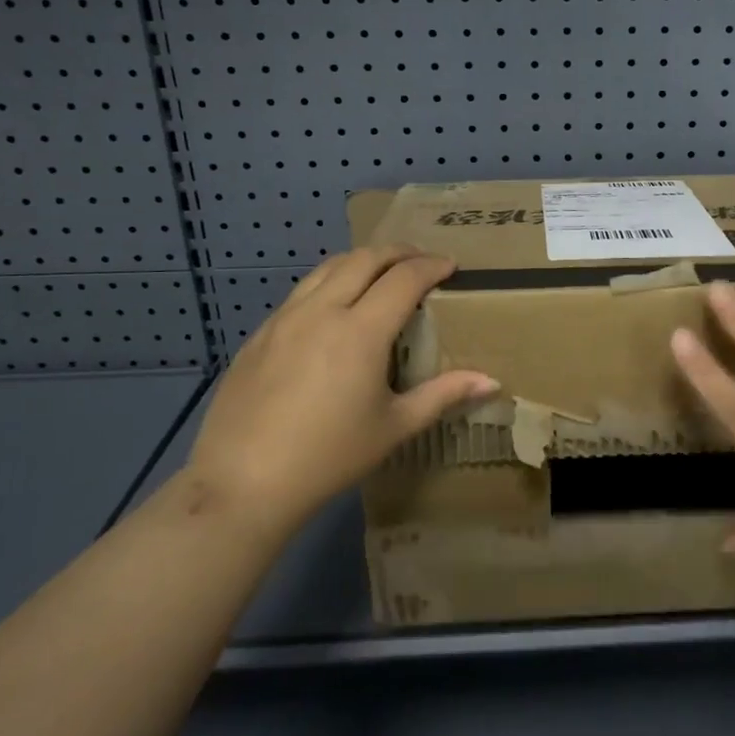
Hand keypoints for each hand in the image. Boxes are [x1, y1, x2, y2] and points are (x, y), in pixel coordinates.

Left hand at [185, 246, 497, 524]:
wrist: (242, 483)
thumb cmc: (329, 456)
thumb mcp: (394, 427)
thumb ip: (443, 395)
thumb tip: (491, 382)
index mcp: (361, 331)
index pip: (404, 278)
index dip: (432, 266)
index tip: (451, 267)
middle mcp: (322, 311)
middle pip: (364, 259)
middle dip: (398, 252)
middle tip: (421, 261)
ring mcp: (285, 319)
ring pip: (328, 267)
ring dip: (361, 260)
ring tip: (380, 272)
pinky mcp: (259, 334)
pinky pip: (301, 291)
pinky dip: (329, 282)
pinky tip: (334, 308)